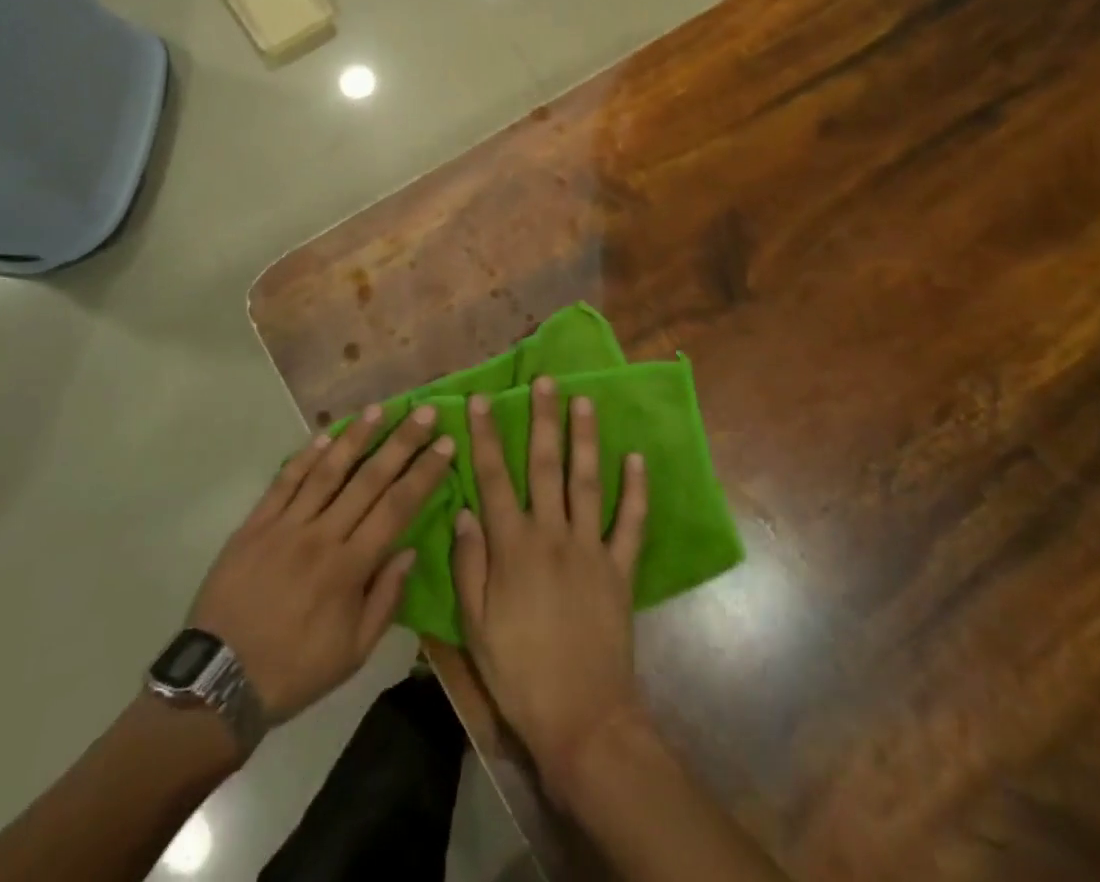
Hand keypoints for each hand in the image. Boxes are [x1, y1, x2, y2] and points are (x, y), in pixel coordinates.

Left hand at [188, 404, 452, 725]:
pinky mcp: (255, 524)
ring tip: (379, 408)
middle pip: (369, 479)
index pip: (397, 508)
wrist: (218, 682)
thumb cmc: (295, 670)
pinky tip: (325, 434)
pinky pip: (285, 481)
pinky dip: (306, 455)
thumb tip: (410, 549)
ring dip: (356, 436)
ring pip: (327, 470)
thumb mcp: (353, 652)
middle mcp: (322, 536)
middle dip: (401, 442)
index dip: (424, 473)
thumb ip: (385, 599)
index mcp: (349, 568)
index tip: (447, 444)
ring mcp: (286, 526)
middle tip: (425, 412)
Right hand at [453, 377, 648, 794]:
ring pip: (587, 481)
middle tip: (545, 381)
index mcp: (513, 546)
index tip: (482, 400)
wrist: (582, 719)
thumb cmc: (519, 673)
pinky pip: (630, 523)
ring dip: (585, 439)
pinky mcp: (620, 568)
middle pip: (544, 466)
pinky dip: (636, 490)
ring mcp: (590, 548)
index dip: (486, 437)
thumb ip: (469, 563)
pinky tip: (636, 458)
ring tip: (585, 401)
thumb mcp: (475, 625)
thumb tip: (463, 510)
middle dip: (543, 420)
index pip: (494, 478)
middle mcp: (552, 534)